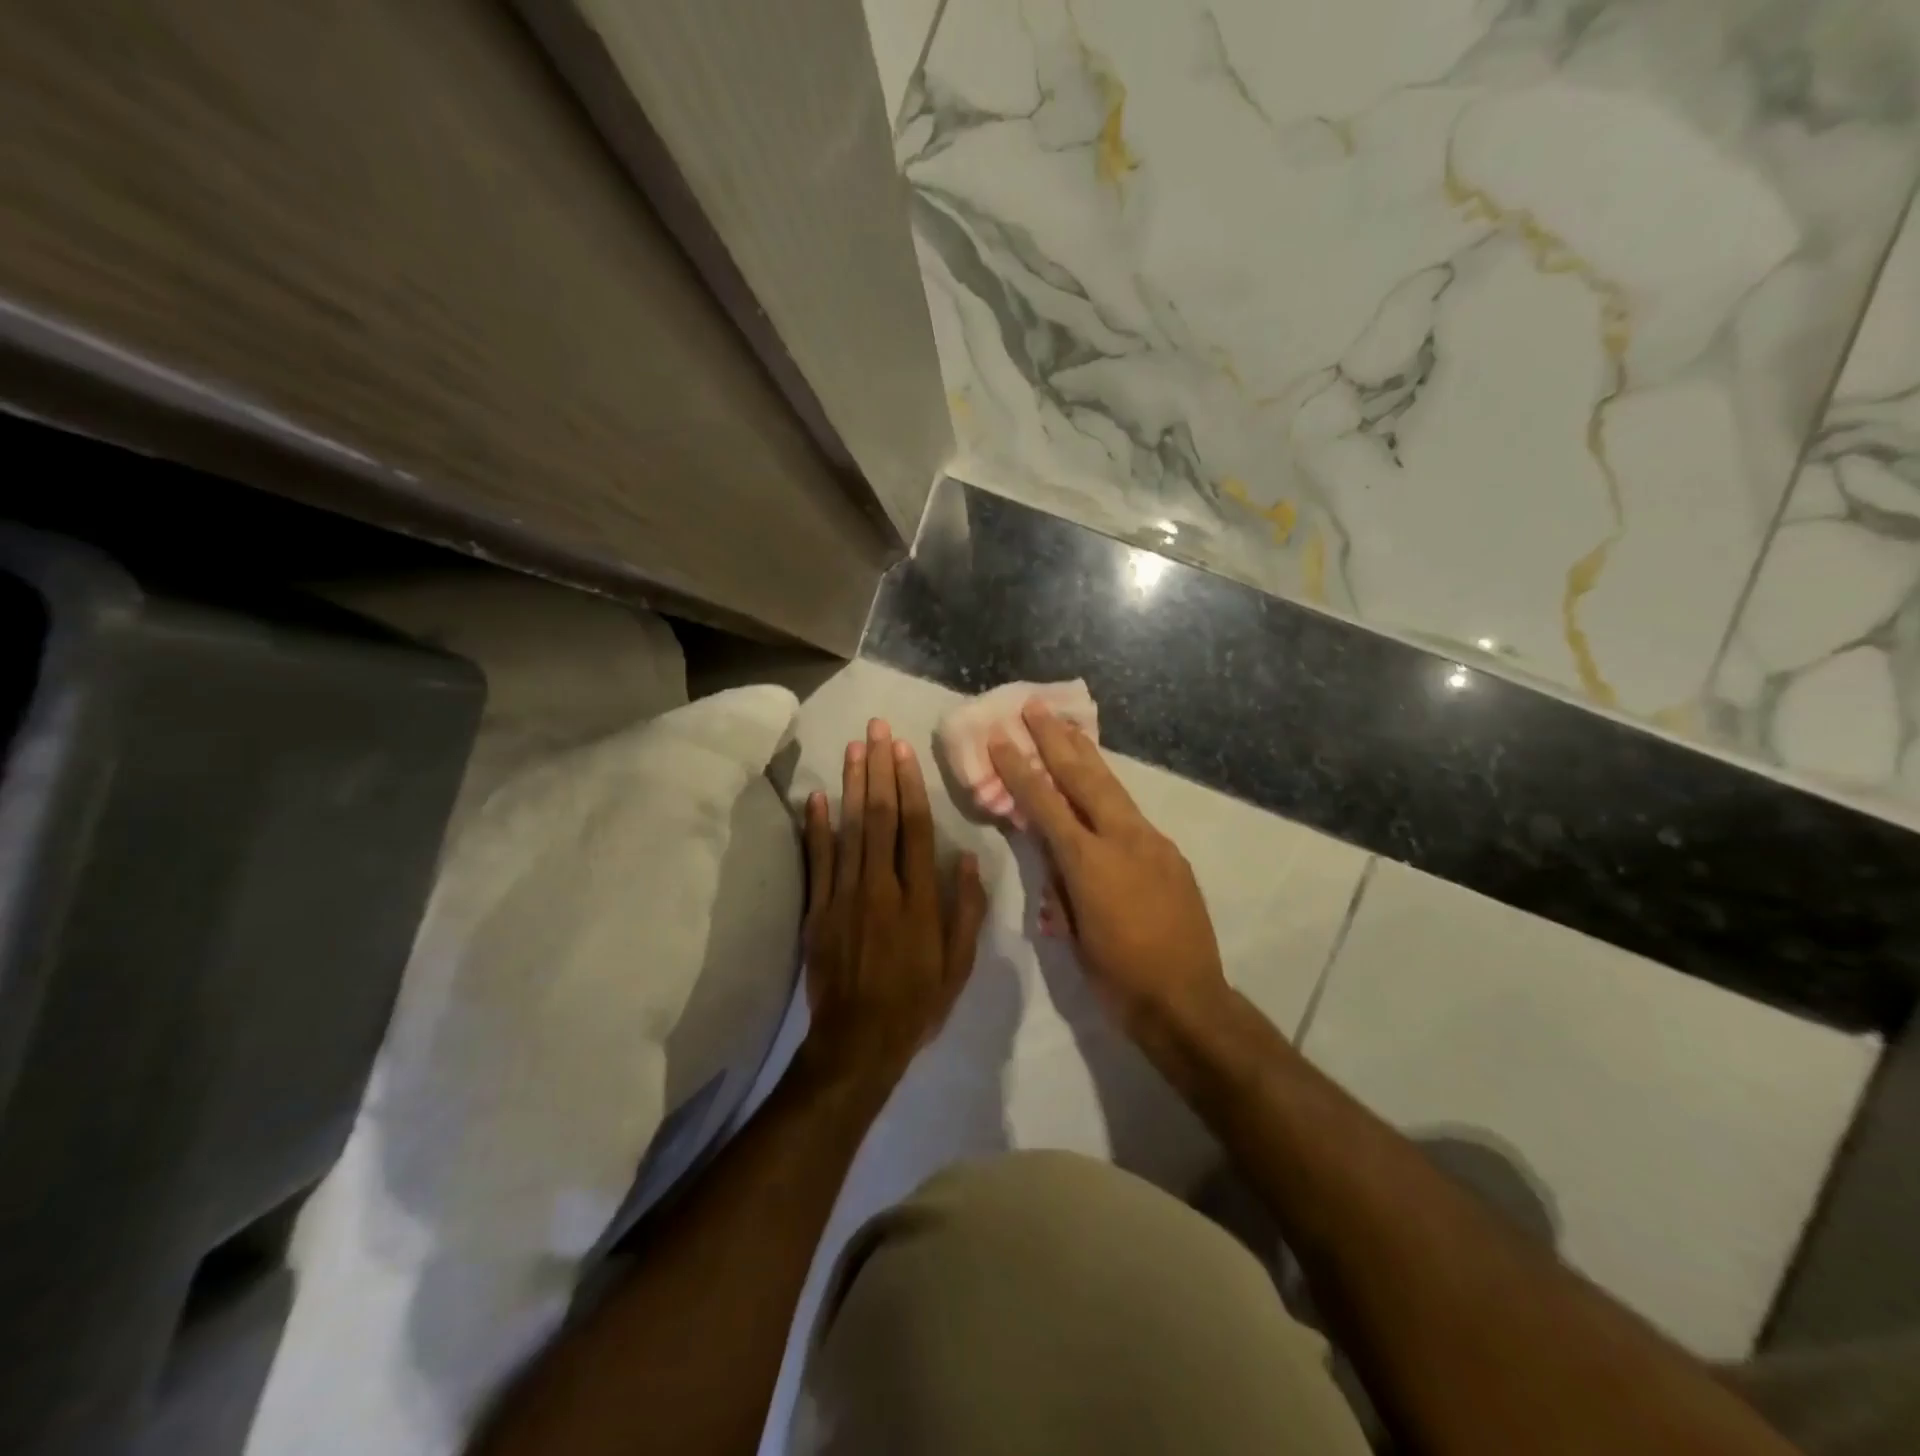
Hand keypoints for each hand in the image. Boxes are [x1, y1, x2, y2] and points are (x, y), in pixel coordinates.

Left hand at [800, 718, 987, 1089]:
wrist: (858, 1042)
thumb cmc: (917, 1003)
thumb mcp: (959, 964)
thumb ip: (965, 909)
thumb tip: (966, 856)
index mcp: (918, 898)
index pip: (914, 828)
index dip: (908, 785)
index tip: (902, 749)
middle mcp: (880, 887)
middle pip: (879, 817)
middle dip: (878, 769)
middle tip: (875, 728)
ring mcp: (844, 896)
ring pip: (849, 830)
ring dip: (850, 785)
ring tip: (852, 747)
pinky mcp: (818, 911)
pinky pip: (817, 861)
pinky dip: (816, 828)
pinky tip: (816, 797)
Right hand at [988, 702, 1227, 1037]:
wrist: (1187, 1000)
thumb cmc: (1117, 976)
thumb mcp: (1073, 930)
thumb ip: (1060, 881)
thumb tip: (1052, 849)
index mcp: (1090, 862)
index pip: (1046, 805)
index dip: (1020, 771)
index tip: (1001, 739)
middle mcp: (1123, 840)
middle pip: (1083, 778)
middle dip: (1056, 740)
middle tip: (1035, 707)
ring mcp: (1152, 842)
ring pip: (1113, 787)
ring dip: (1086, 755)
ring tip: (1066, 726)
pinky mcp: (1170, 853)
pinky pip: (1132, 813)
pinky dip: (1109, 792)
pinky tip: (1100, 787)